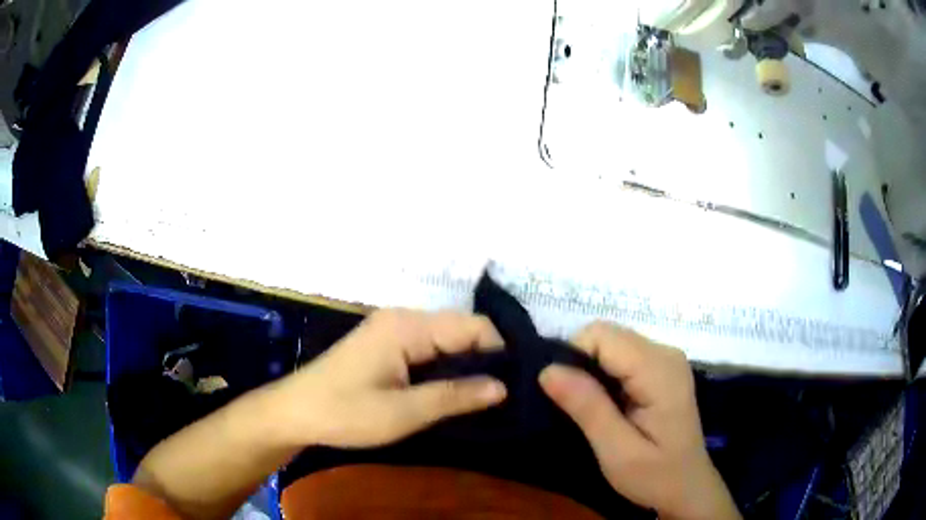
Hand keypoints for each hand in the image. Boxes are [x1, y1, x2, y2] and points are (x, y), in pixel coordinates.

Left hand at [274, 309, 507, 447]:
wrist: (296, 412)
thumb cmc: (345, 413)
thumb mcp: (403, 412)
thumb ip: (454, 396)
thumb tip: (503, 386)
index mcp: (408, 326)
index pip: (474, 326)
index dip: (499, 353)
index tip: (518, 385)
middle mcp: (404, 318)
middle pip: (462, 330)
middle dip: (486, 359)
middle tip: (507, 395)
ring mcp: (394, 330)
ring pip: (447, 340)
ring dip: (467, 365)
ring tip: (489, 396)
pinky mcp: (387, 344)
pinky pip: (430, 349)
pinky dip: (447, 367)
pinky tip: (456, 390)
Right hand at [539, 323, 739, 519]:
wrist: (688, 488)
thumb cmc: (655, 476)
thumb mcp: (616, 451)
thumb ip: (587, 407)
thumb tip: (548, 370)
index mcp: (658, 369)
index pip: (601, 335)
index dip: (573, 357)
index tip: (562, 396)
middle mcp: (665, 353)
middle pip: (607, 335)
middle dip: (580, 363)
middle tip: (574, 408)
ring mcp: (666, 359)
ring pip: (611, 343)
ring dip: (591, 371)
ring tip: (590, 409)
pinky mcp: (662, 369)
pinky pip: (622, 356)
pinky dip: (604, 375)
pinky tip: (607, 405)